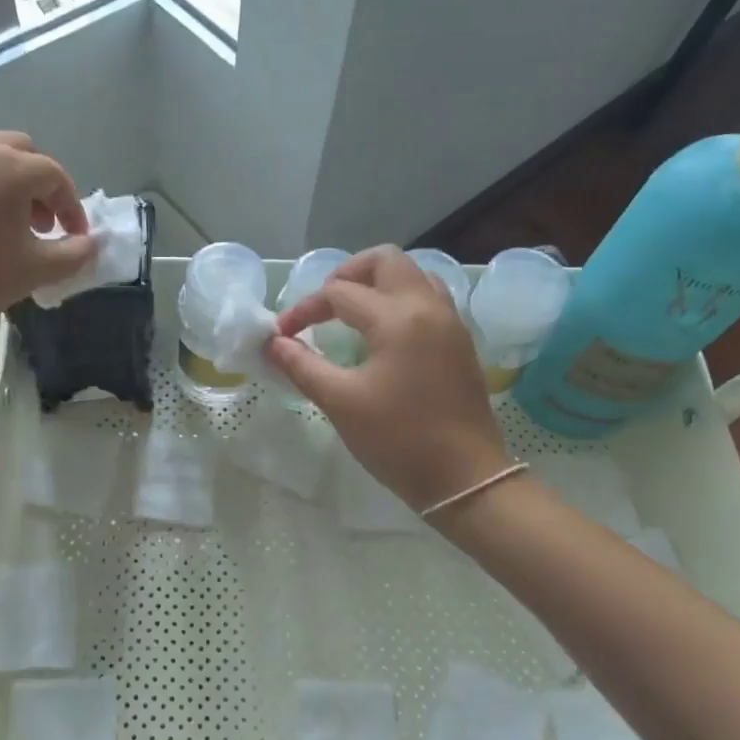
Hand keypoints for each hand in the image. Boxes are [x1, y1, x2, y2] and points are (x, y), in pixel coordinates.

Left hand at [0, 126, 95, 354]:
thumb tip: (91, 243)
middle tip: (40, 223)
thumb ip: (74, 254)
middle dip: (37, 184)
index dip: (70, 207)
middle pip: (20, 151)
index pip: (55, 176)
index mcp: (9, 167)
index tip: (73, 237)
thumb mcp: (34, 272)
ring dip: (1, 172)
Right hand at [266, 246, 509, 511]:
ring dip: (378, 283)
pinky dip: (400, 299)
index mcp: (397, 318)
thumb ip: (302, 365)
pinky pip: (429, 298)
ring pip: (413, 275)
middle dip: (347, 273)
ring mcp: (450, 322)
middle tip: (323, 304)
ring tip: (351, 313)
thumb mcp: (340, 402)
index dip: (304, 310)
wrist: (465, 479)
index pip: (339, 293)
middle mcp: (428, 307)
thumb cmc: (398, 439)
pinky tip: (382, 332)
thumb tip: (273, 343)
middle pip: (386, 260)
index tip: (282, 335)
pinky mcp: (460, 342)